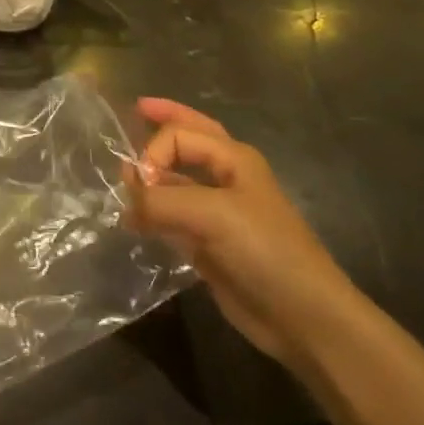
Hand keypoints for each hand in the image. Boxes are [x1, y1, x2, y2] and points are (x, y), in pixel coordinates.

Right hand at [128, 98, 353, 366]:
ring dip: (152, 175)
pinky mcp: (209, 244)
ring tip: (121, 181)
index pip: (179, 134)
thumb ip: (161, 201)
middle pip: (189, 139)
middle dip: (164, 124)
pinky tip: (134, 220)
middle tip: (136, 110)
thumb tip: (125, 202)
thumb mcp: (211, 215)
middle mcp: (225, 178)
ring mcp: (217, 212)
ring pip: (177, 180)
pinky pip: (174, 217)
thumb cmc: (264, 250)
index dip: (153, 152)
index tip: (139, 183)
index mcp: (233, 158)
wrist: (301, 314)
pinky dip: (153, 212)